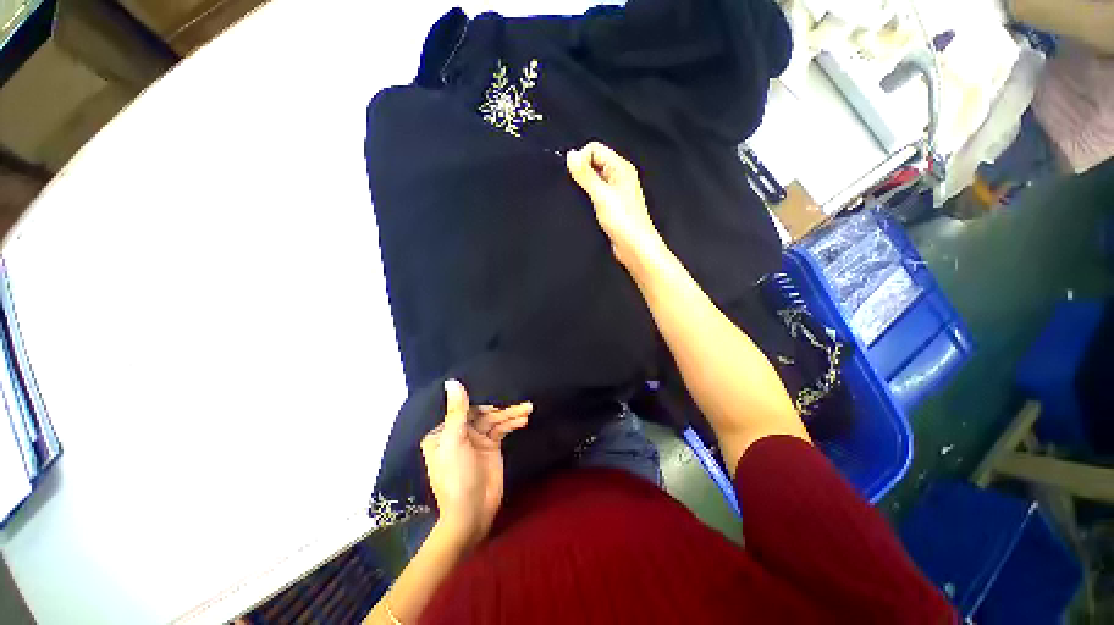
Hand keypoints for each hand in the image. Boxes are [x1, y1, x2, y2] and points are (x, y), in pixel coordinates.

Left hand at [421, 379, 530, 547]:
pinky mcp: (491, 446)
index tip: (494, 387)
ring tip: (528, 408)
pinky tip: (523, 419)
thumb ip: (457, 411)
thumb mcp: (454, 442)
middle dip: (500, 407)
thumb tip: (451, 381)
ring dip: (511, 414)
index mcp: (442, 431)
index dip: (477, 397)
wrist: (473, 513)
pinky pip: (502, 429)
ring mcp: (477, 439)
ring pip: (495, 420)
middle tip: (519, 402)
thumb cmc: (456, 477)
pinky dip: (513, 423)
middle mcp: (459, 432)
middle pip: (481, 412)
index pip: (461, 407)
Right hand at [566, 141, 665, 268]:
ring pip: (593, 180)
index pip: (594, 149)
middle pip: (593, 163)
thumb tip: (570, 155)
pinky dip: (588, 198)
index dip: (581, 159)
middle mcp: (619, 176)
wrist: (634, 247)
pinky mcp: (612, 205)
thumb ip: (585, 175)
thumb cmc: (624, 221)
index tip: (575, 177)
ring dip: (584, 187)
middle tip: (579, 190)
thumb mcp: (601, 195)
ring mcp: (616, 191)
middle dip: (582, 173)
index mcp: (621, 167)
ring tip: (584, 200)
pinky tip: (587, 208)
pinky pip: (596, 194)